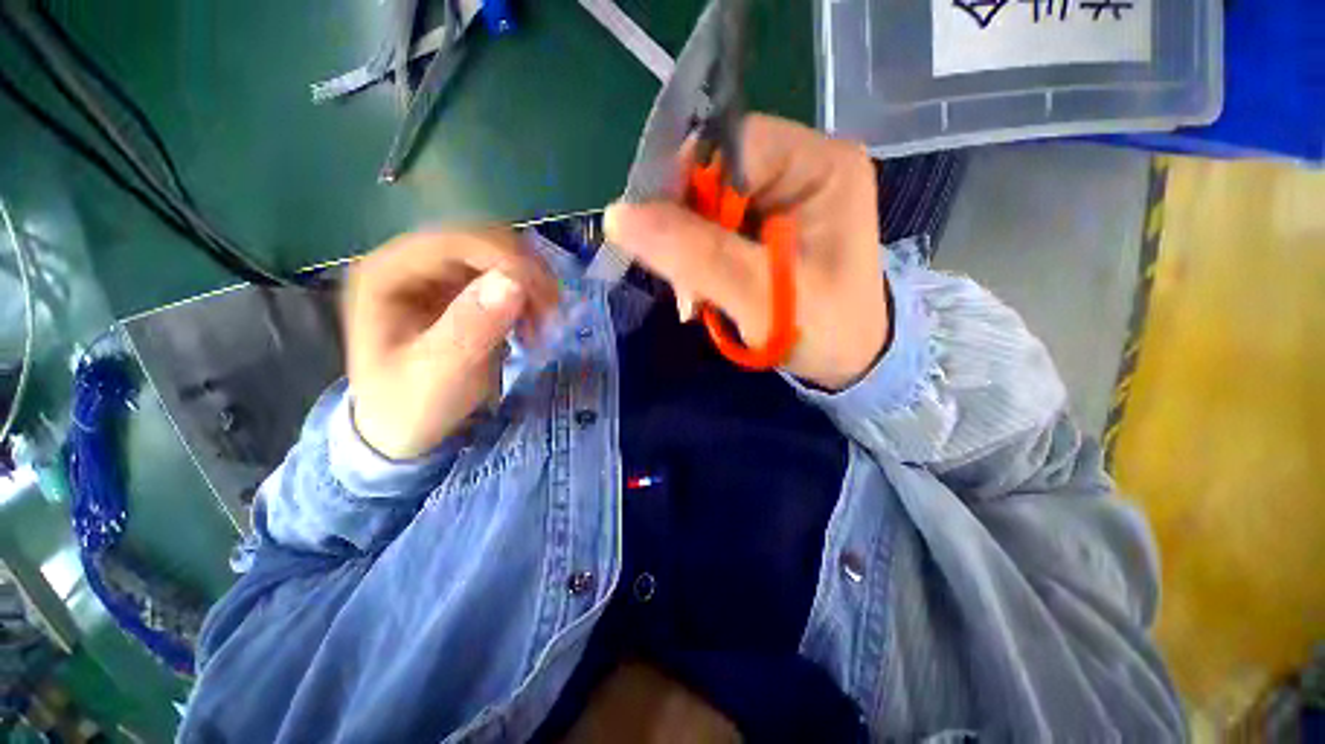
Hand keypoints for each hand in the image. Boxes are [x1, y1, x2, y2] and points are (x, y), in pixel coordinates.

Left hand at [342, 229, 557, 459]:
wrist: (403, 427)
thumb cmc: (409, 406)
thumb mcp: (438, 376)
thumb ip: (470, 330)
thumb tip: (514, 282)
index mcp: (388, 274)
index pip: (454, 242)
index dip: (505, 260)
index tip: (544, 297)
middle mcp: (413, 262)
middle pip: (481, 241)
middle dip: (524, 272)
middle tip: (551, 313)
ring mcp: (439, 274)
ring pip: (500, 256)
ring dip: (532, 284)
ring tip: (544, 323)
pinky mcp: (462, 290)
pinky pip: (506, 277)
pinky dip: (529, 295)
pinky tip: (533, 323)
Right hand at [605, 115, 886, 390]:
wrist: (847, 362)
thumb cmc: (823, 330)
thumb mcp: (760, 296)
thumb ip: (697, 255)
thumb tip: (618, 216)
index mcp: (819, 165)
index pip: (730, 144)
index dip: (684, 184)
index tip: (658, 239)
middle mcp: (801, 168)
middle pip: (714, 177)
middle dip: (686, 234)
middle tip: (685, 289)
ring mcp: (781, 199)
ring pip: (706, 209)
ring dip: (689, 256)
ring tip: (694, 302)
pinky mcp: (764, 228)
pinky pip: (713, 233)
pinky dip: (698, 265)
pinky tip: (702, 296)